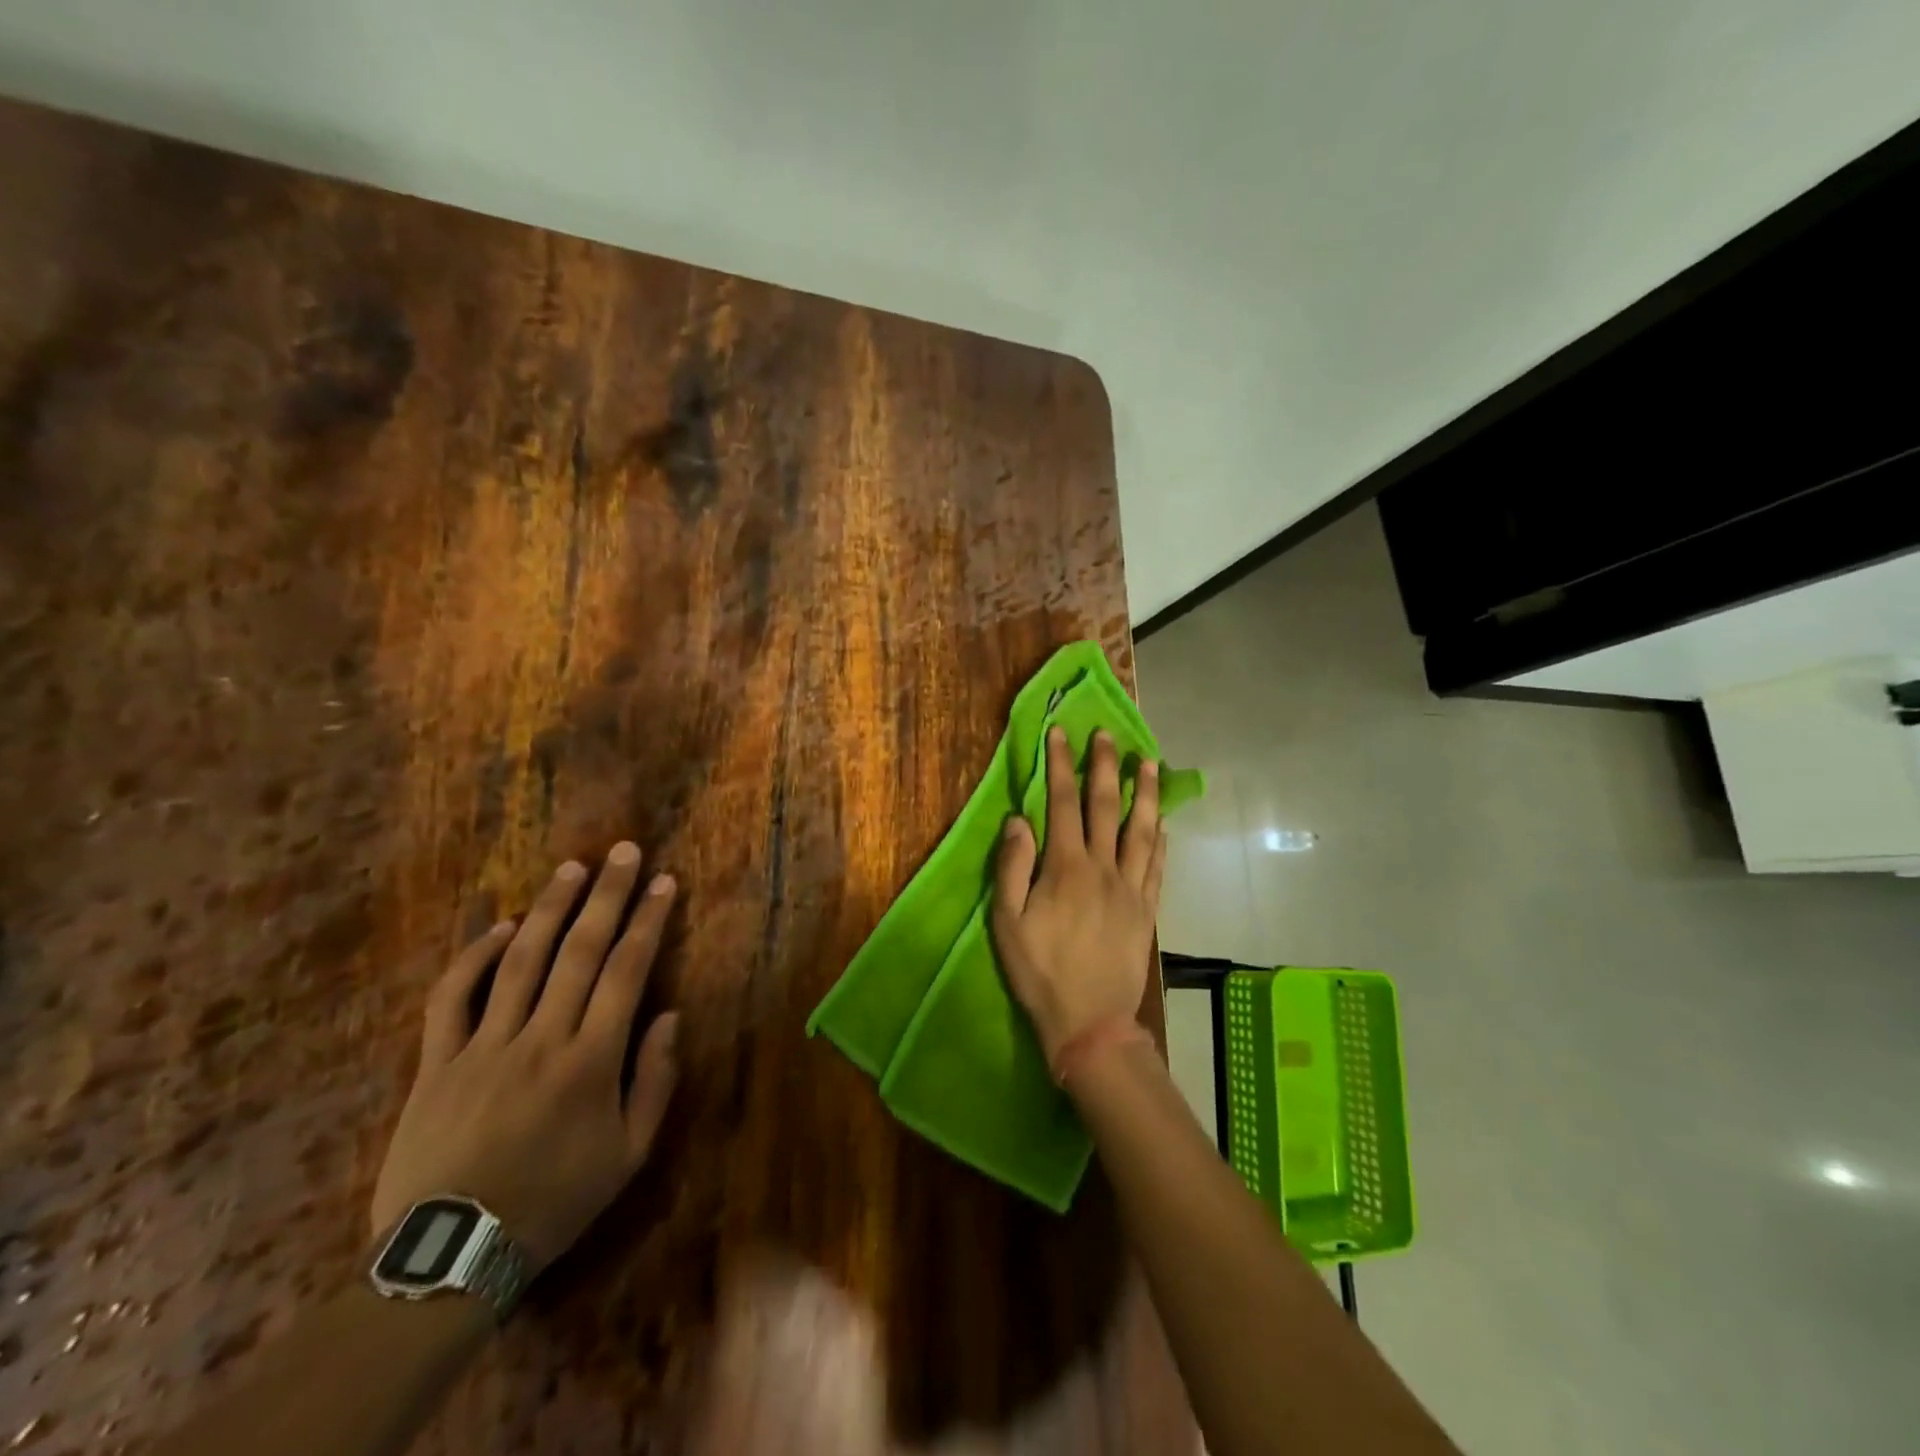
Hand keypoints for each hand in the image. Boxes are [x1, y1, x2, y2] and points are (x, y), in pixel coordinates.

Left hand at [370, 844, 681, 1270]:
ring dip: (549, 908)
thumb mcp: (629, 1154)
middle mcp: (542, 1038)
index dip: (648, 921)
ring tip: (571, 868)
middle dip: (606, 895)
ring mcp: (484, 1046)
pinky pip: (453, 998)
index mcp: (592, 1060)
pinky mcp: (437, 1062)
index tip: (664, 883)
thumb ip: (655, 1079)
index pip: (627, 972)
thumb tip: (670, 1015)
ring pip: (522, 961)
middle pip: (580, 951)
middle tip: (623, 852)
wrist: (453, 1256)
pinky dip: (477, 957)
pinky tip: (502, 927)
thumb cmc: (556, 1201)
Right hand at [991, 727, 1167, 1067]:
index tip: (1060, 734)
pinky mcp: (1147, 910)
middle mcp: (1103, 868)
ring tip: (1148, 762)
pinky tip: (1162, 822)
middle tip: (1107, 735)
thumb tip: (1018, 819)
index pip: (1063, 803)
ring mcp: (1131, 888)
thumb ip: (1013, 867)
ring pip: (1141, 829)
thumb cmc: (1040, 972)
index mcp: (1066, 867)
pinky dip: (1160, 839)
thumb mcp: (1008, 922)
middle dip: (1105, 767)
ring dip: (1145, 793)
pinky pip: (1157, 865)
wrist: (1089, 1022)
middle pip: (1107, 807)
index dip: (1060, 766)